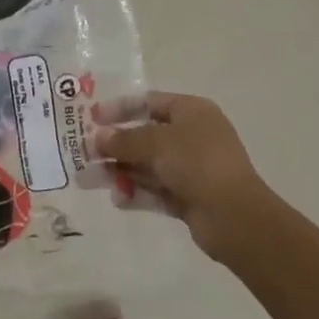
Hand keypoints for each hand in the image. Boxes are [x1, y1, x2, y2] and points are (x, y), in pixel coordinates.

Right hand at [92, 92, 270, 262]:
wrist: (235, 216)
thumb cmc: (197, 163)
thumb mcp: (156, 143)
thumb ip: (124, 139)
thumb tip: (97, 138)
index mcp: (192, 111)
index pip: (150, 102)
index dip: (120, 108)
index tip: (92, 117)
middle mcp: (192, 136)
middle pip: (145, 135)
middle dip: (115, 145)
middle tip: (84, 153)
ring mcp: (191, 168)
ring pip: (148, 165)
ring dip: (120, 170)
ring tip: (89, 179)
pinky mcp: (188, 197)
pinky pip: (156, 190)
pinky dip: (136, 192)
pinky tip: (117, 198)